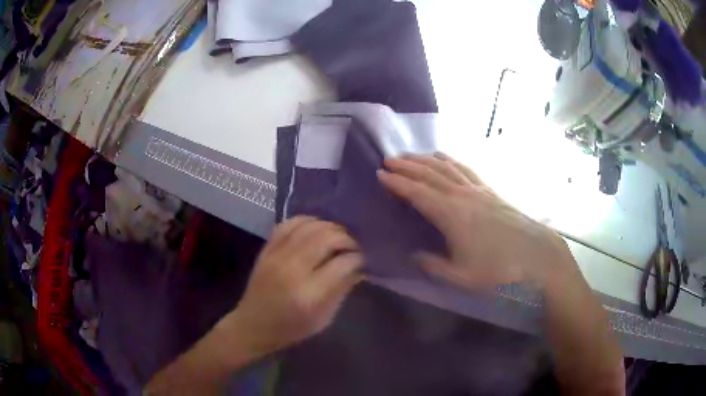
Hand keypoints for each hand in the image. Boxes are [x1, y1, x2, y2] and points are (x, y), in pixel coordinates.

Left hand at [226, 217, 363, 357]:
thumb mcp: (323, 318)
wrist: (253, 325)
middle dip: (346, 238)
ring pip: (308, 227)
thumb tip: (360, 267)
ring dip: (329, 227)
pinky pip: (287, 224)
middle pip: (326, 238)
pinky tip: (316, 227)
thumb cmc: (291, 328)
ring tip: (338, 235)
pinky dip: (305, 221)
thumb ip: (342, 289)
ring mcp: (276, 256)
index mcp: (309, 294)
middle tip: (354, 245)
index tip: (364, 258)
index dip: (358, 258)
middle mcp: (292, 270)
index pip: (342, 264)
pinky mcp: (266, 250)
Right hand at [377, 153, 574, 290]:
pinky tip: (444, 158)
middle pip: (429, 174)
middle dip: (407, 165)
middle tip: (388, 160)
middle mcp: (461, 195)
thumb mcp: (461, 275)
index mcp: (451, 214)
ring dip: (425, 159)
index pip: (417, 193)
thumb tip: (414, 256)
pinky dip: (449, 160)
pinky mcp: (489, 189)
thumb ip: (433, 265)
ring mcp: (477, 189)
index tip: (380, 175)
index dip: (397, 183)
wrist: (535, 253)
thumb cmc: (498, 268)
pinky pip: (464, 168)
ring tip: (410, 155)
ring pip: (446, 167)